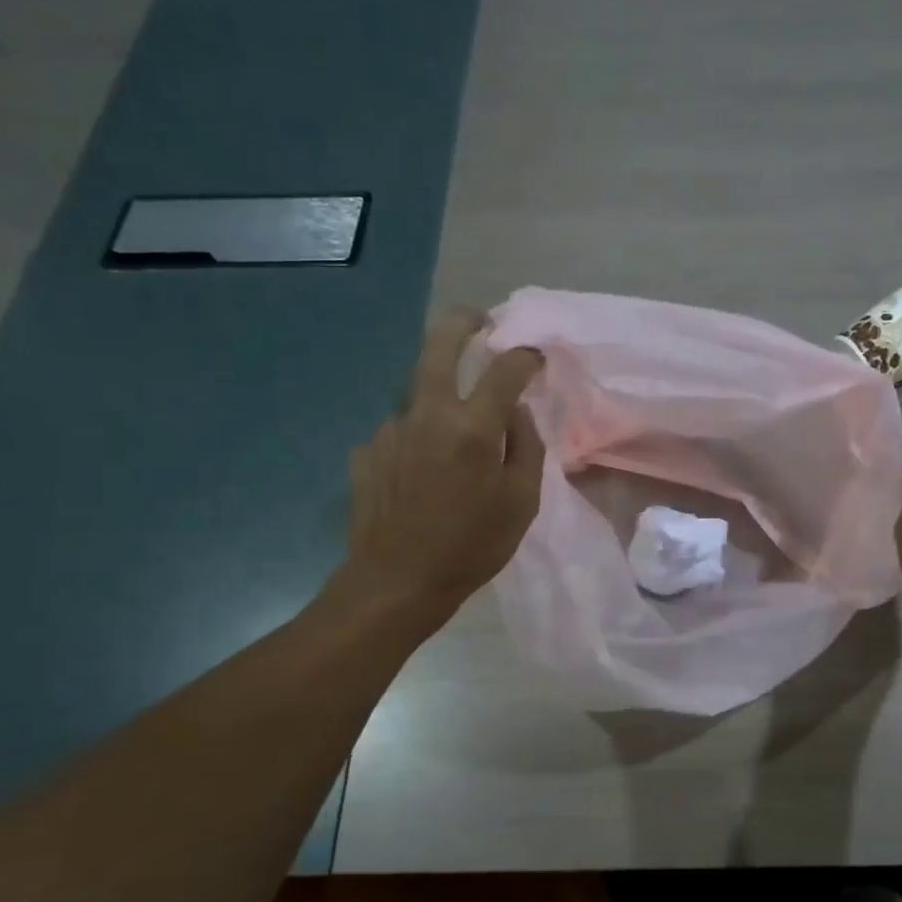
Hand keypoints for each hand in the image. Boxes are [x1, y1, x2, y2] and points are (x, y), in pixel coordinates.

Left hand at [329, 312, 544, 636]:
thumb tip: (516, 412)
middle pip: (440, 347)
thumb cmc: (472, 546)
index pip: (504, 371)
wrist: (397, 581)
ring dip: (439, 400)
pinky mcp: (367, 452)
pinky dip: (418, 441)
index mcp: (472, 427)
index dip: (524, 358)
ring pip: (419, 396)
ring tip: (454, 441)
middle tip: (478, 320)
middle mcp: (428, 415)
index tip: (534, 358)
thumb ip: (526, 448)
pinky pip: (401, 434)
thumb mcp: (521, 503)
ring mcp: (390, 430)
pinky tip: (423, 475)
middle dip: (462, 324)